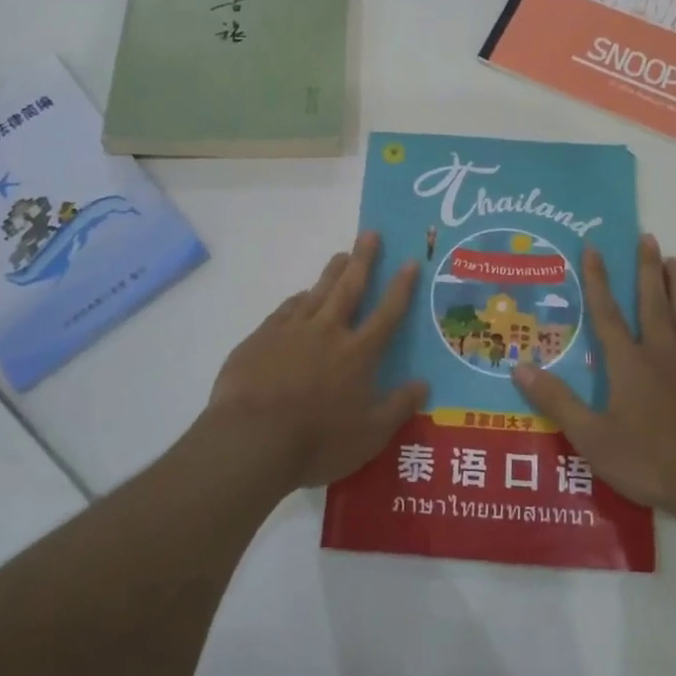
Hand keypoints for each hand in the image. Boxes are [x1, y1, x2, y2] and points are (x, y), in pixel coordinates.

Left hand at [206, 232, 428, 489]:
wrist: (250, 440)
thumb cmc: (316, 442)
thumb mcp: (368, 436)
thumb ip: (398, 408)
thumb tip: (424, 384)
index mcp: (357, 354)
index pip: (387, 313)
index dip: (401, 287)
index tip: (410, 262)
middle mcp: (327, 332)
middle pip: (349, 288)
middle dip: (363, 260)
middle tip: (370, 234)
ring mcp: (291, 331)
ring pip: (317, 292)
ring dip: (331, 272)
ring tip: (340, 255)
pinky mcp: (261, 338)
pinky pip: (285, 310)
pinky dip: (298, 300)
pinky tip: (300, 297)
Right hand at [513, 235, 675, 519]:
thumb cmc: (648, 461)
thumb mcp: (591, 438)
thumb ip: (557, 401)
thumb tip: (519, 367)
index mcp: (627, 363)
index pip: (606, 313)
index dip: (597, 280)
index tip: (593, 248)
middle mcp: (660, 353)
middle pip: (651, 302)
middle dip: (647, 269)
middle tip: (647, 237)